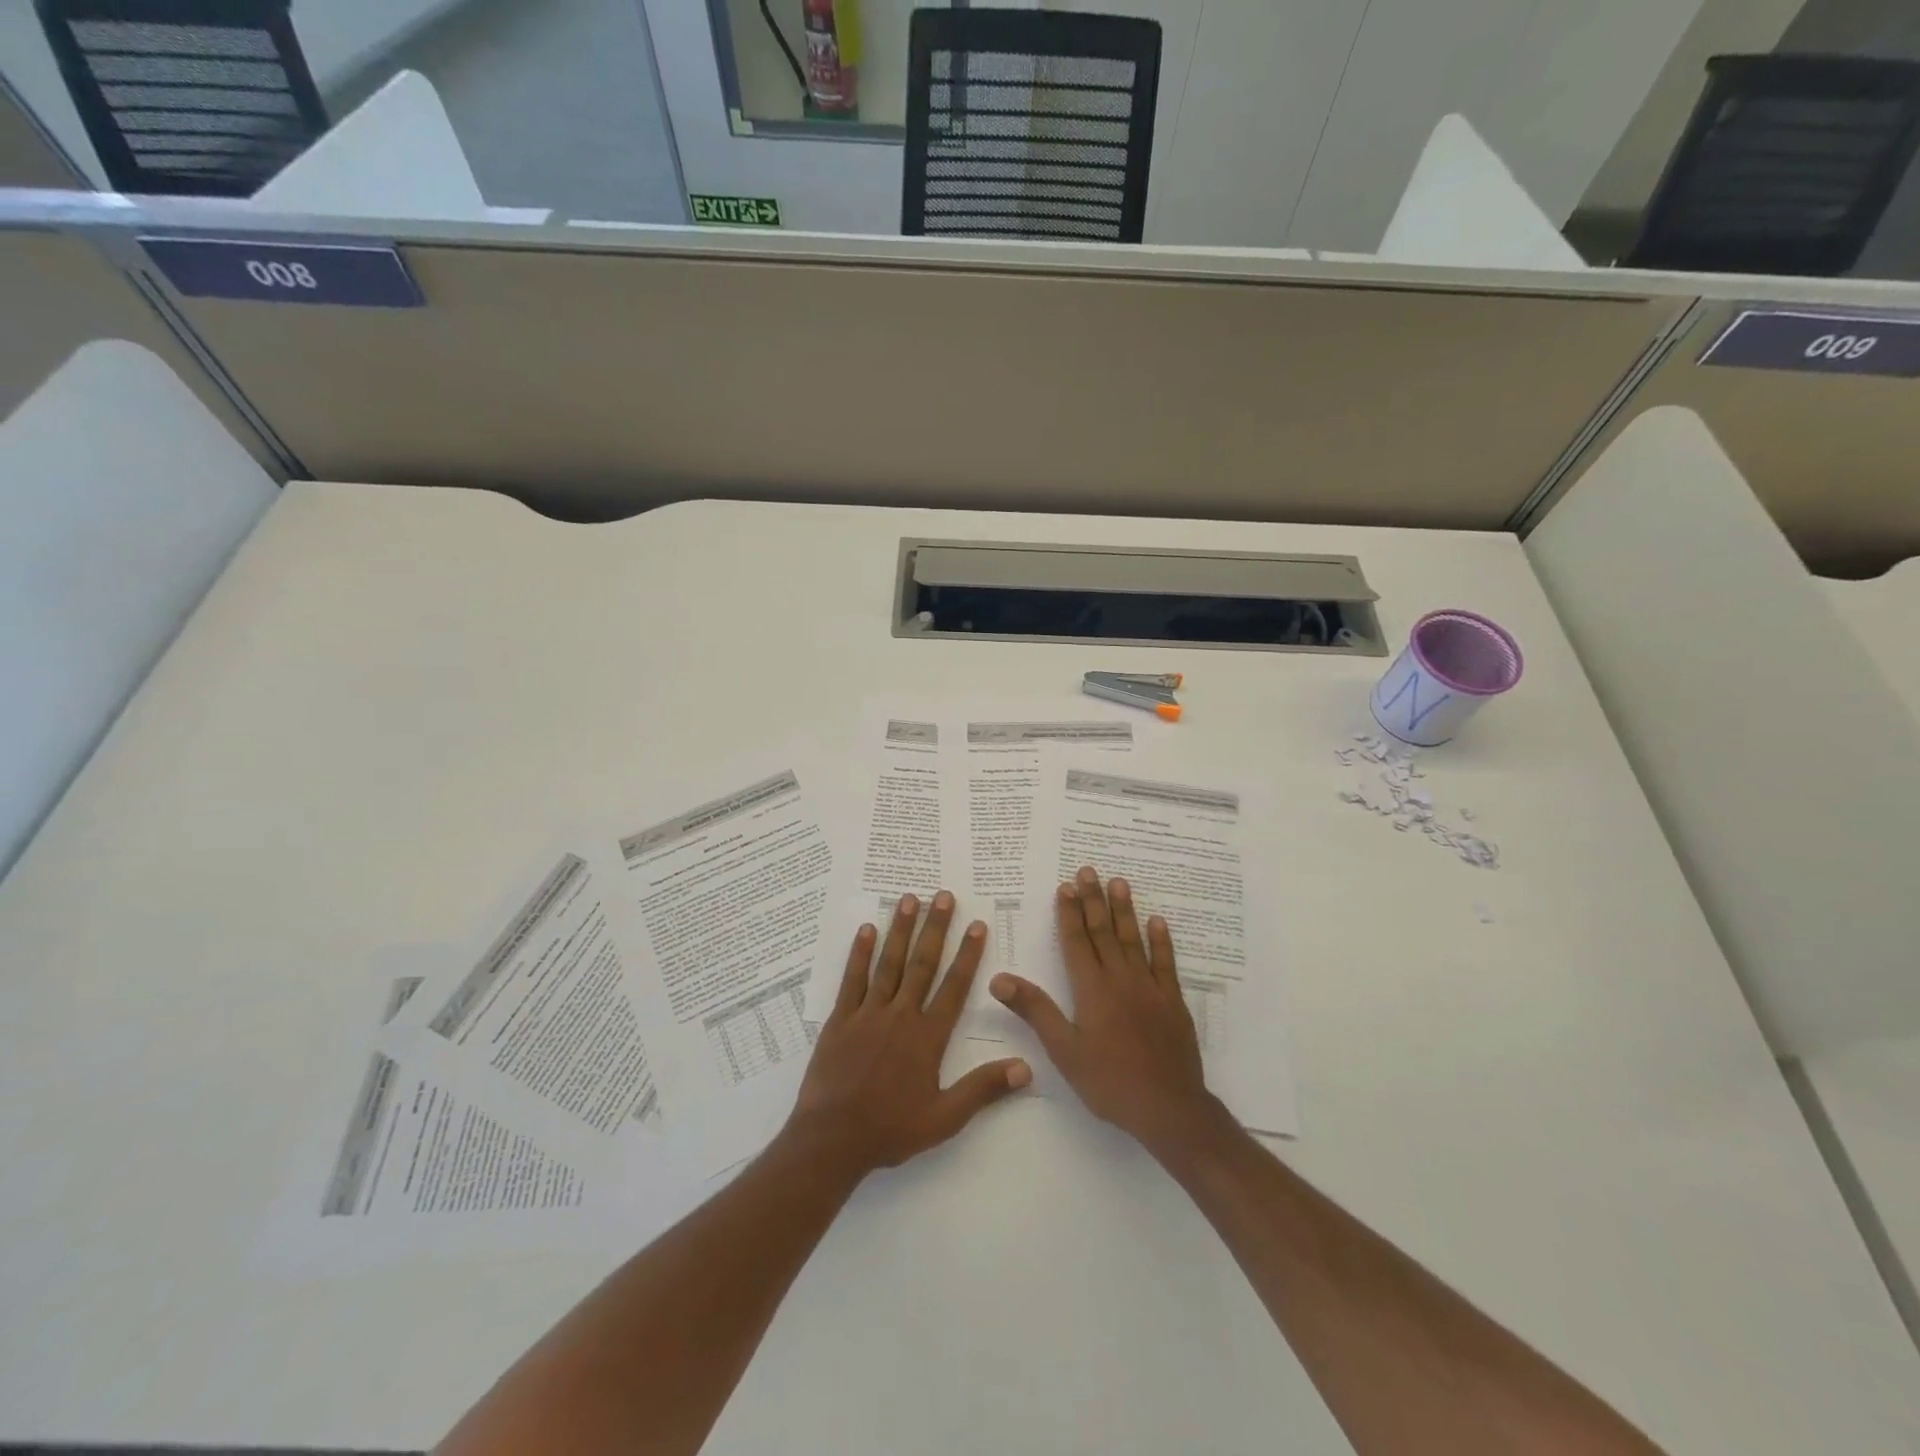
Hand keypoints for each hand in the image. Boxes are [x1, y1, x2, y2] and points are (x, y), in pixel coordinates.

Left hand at [787, 891, 1030, 1177]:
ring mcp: (867, 1014)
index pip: (954, 987)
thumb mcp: (945, 1119)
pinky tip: (866, 929)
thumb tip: (1026, 1068)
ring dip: (900, 929)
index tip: (976, 924)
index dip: (967, 954)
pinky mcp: (840, 1019)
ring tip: (909, 899)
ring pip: (888, 963)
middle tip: (944, 896)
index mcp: (927, 1037)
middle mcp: (900, 1016)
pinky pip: (851, 979)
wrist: (832, 1140)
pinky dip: (860, 953)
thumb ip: (984, 1090)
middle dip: (935, 928)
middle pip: (922, 964)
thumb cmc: (890, 1130)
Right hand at [990, 866, 1216, 1155]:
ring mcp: (1150, 988)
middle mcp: (1120, 979)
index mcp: (1091, 989)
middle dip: (1093, 900)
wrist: (1169, 1107)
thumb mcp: (1063, 1050)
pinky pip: (1166, 963)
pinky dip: (1160, 941)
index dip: (1069, 913)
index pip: (1077, 941)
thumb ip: (1034, 1010)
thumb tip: (999, 978)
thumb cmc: (1109, 1081)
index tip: (1065, 886)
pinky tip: (1157, 921)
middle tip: (1088, 870)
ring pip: (1133, 940)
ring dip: (1124, 910)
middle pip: (1103, 932)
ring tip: (1118, 882)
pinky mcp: (1172, 1001)